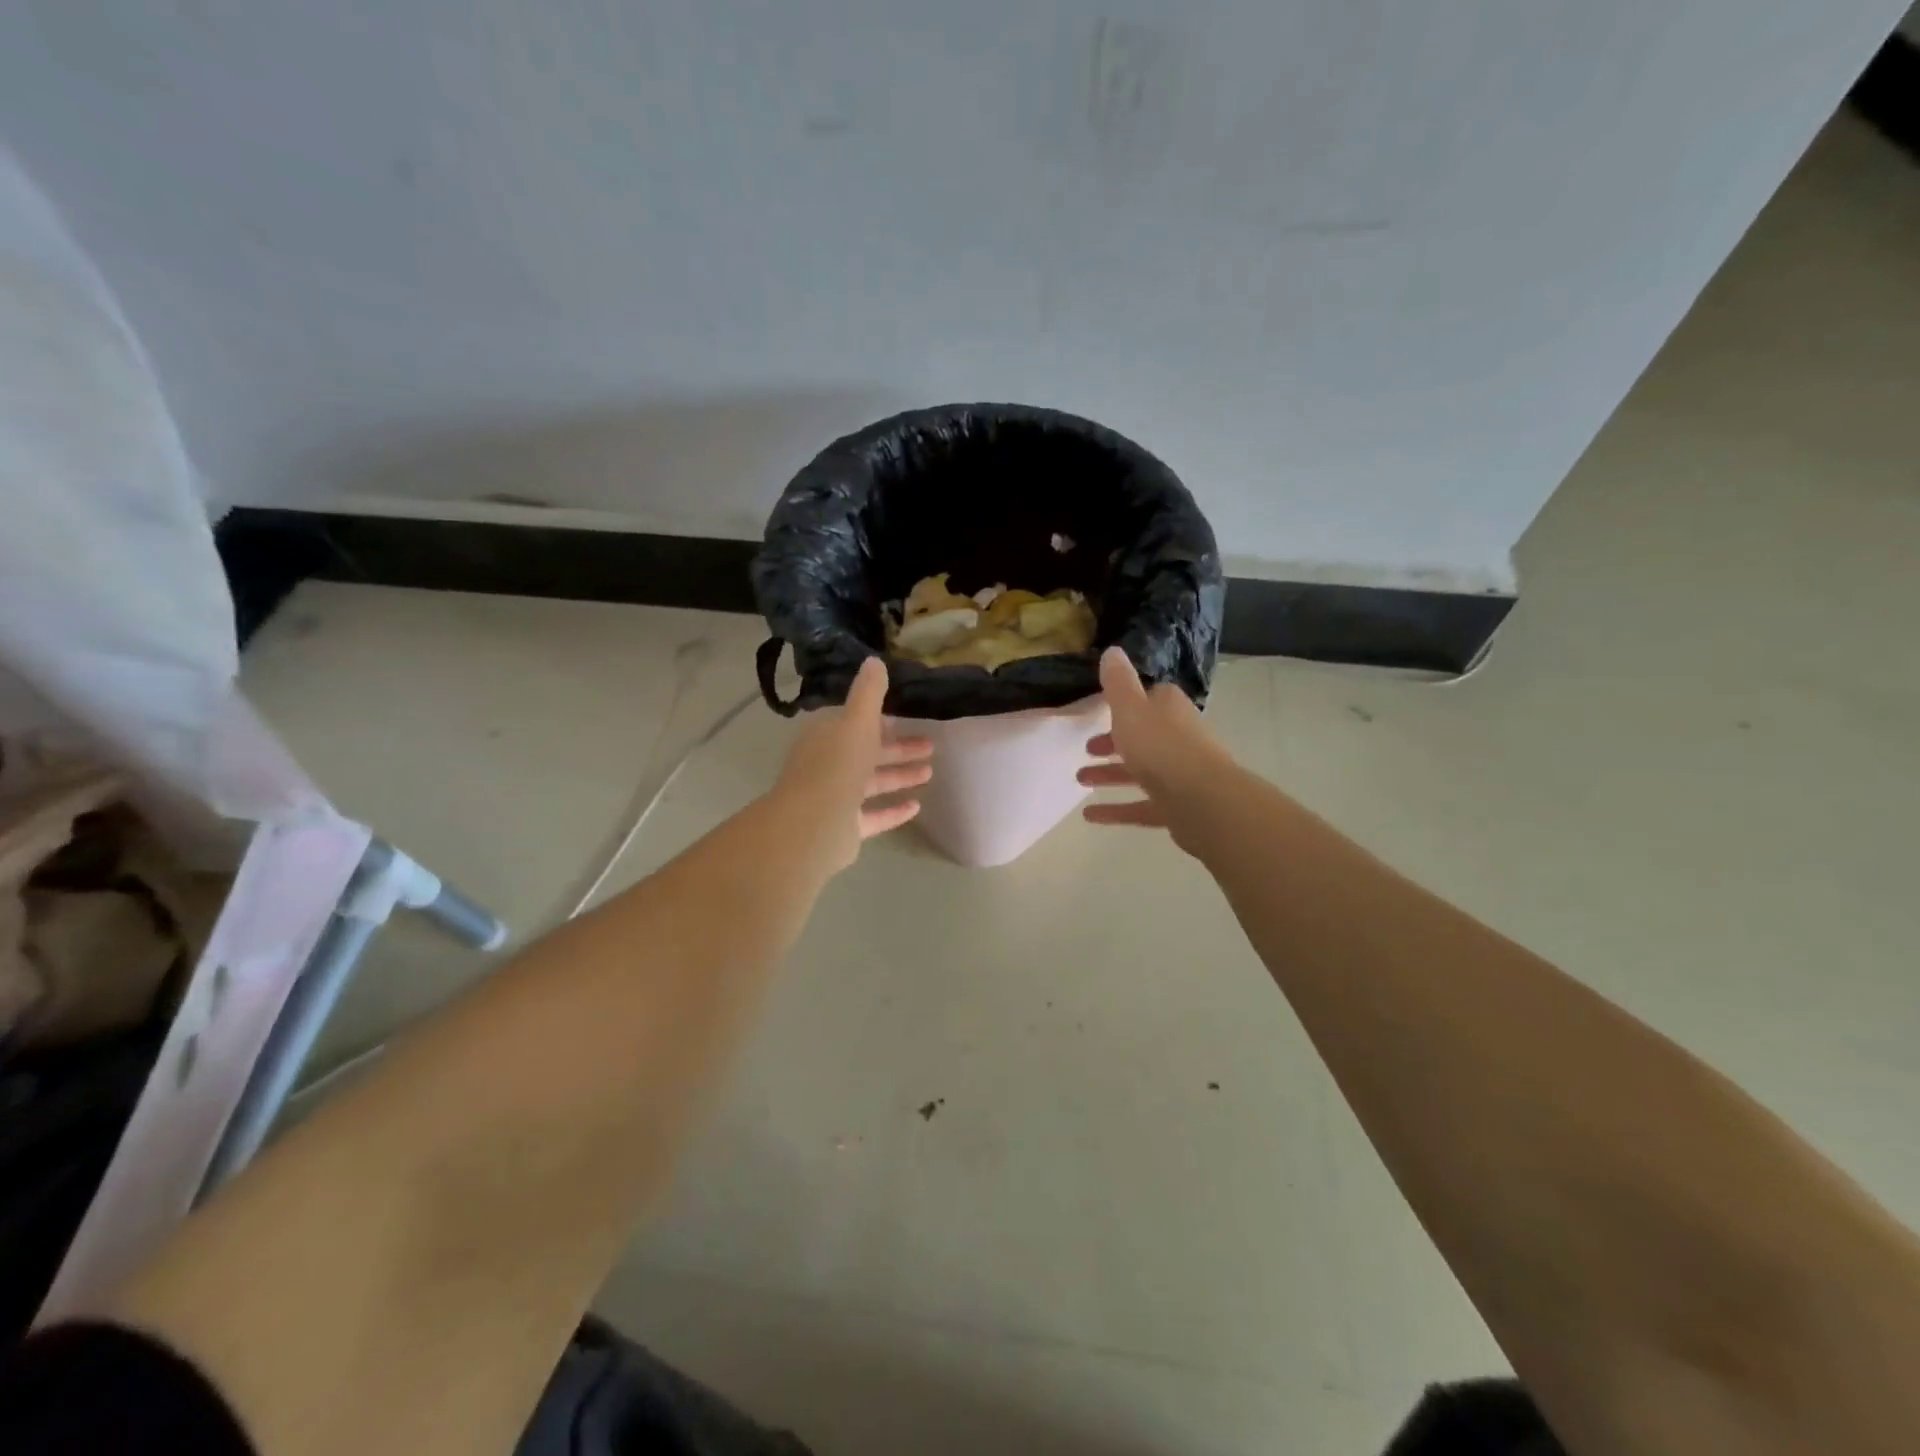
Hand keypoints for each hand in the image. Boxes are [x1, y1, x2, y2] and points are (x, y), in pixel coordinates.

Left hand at [771, 657, 933, 873]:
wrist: (812, 825)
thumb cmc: (836, 766)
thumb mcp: (857, 722)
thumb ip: (869, 693)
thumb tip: (874, 660)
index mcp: (826, 736)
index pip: (853, 722)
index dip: (879, 719)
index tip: (905, 717)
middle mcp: (827, 764)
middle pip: (867, 752)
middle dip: (898, 748)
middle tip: (930, 746)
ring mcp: (834, 797)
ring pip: (871, 783)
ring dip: (899, 776)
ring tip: (929, 773)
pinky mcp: (844, 827)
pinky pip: (873, 815)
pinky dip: (893, 810)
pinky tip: (917, 807)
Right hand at [1078, 647, 1236, 853]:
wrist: (1203, 801)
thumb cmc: (1161, 747)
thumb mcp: (1130, 708)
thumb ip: (1118, 682)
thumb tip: (1112, 650)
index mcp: (1169, 709)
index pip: (1149, 699)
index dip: (1126, 703)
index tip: (1101, 710)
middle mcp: (1178, 737)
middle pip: (1143, 736)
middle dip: (1114, 742)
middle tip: (1087, 749)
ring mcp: (1180, 774)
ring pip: (1140, 771)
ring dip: (1110, 775)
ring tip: (1080, 780)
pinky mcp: (1176, 806)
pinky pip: (1141, 805)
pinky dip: (1117, 809)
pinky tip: (1090, 815)